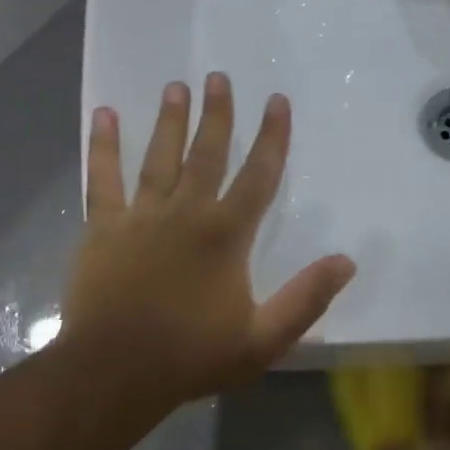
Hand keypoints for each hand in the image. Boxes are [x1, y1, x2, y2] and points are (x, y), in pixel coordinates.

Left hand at [62, 73, 355, 412]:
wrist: (115, 372)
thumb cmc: (192, 356)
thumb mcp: (263, 339)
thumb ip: (306, 298)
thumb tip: (346, 261)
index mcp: (226, 235)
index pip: (258, 176)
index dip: (272, 137)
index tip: (277, 101)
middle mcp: (186, 213)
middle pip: (206, 154)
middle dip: (217, 114)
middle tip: (219, 77)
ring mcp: (140, 217)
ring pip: (159, 157)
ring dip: (169, 120)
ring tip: (176, 85)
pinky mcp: (103, 228)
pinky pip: (103, 178)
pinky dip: (103, 146)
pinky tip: (104, 115)